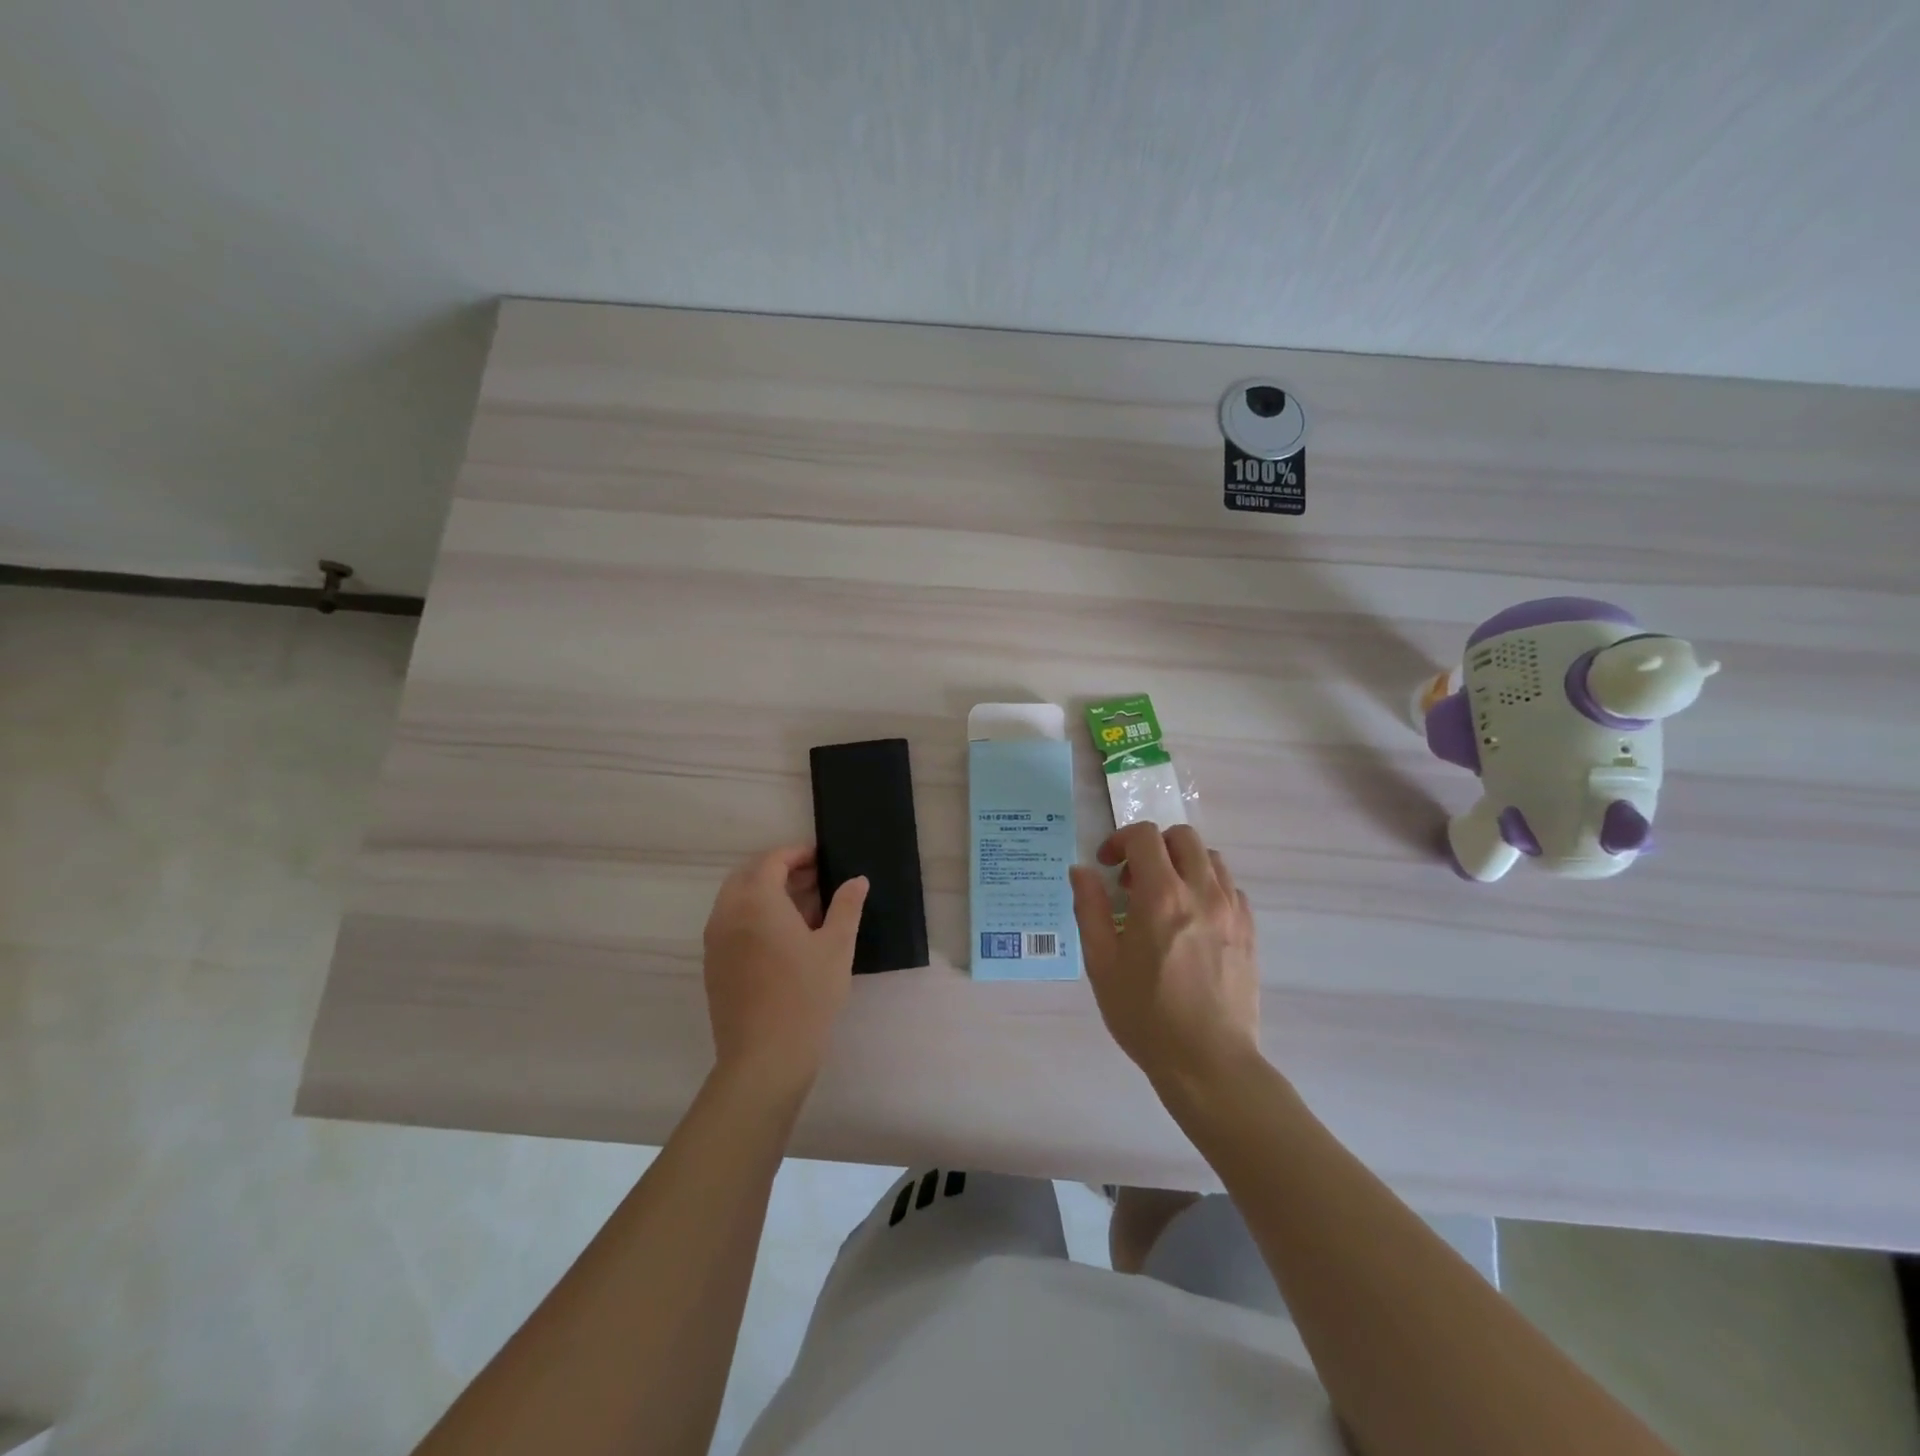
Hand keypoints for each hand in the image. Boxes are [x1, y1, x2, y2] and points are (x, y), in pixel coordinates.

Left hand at [702, 844, 867, 1098]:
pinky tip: (785, 938)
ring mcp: (715, 941)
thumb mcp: (837, 947)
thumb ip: (847, 907)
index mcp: (756, 901)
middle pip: (749, 875)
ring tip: (806, 909)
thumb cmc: (806, 996)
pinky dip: (754, 916)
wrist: (764, 1059)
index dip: (798, 854)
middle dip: (780, 870)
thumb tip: (856, 880)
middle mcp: (728, 914)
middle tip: (815, 880)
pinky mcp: (713, 966)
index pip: (772, 860)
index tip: (822, 859)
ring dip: (767, 893)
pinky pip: (732, 924)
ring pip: (737, 900)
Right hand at [1069, 823, 1261, 1092]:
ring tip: (1164, 898)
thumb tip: (1082, 871)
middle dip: (1153, 846)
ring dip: (1182, 864)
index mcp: (1161, 896)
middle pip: (1182, 837)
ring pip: (1210, 859)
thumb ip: (1090, 909)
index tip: (1107, 867)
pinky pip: (1230, 888)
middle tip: (1134, 880)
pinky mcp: (1250, 931)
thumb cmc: (1146, 1015)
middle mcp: (1202, 892)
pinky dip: (1208, 888)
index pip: (1144, 836)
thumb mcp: (1102, 963)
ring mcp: (1232, 911)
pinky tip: (1192, 920)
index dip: (1120, 840)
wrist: (1208, 1063)